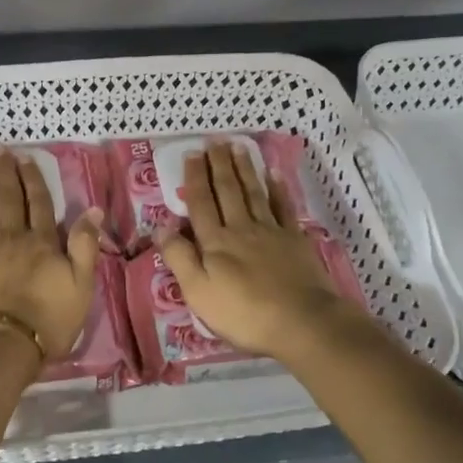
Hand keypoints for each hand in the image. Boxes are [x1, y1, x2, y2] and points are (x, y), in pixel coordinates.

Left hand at [0, 152, 103, 367]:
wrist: (0, 343)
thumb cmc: (47, 320)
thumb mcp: (81, 286)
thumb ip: (85, 246)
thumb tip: (93, 210)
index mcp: (42, 242)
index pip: (39, 203)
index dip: (33, 179)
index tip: (26, 159)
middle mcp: (12, 236)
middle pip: (9, 198)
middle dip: (6, 173)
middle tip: (0, 151)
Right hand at [159, 141, 354, 363]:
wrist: (300, 321)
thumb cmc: (243, 313)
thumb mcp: (198, 292)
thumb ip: (179, 258)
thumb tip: (161, 227)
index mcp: (215, 242)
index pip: (201, 204)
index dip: (195, 178)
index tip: (192, 154)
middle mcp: (241, 228)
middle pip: (227, 191)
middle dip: (219, 165)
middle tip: (214, 141)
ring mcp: (271, 231)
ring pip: (253, 193)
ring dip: (244, 169)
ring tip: (237, 147)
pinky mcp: (294, 240)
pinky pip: (284, 207)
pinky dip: (277, 189)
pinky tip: (273, 174)